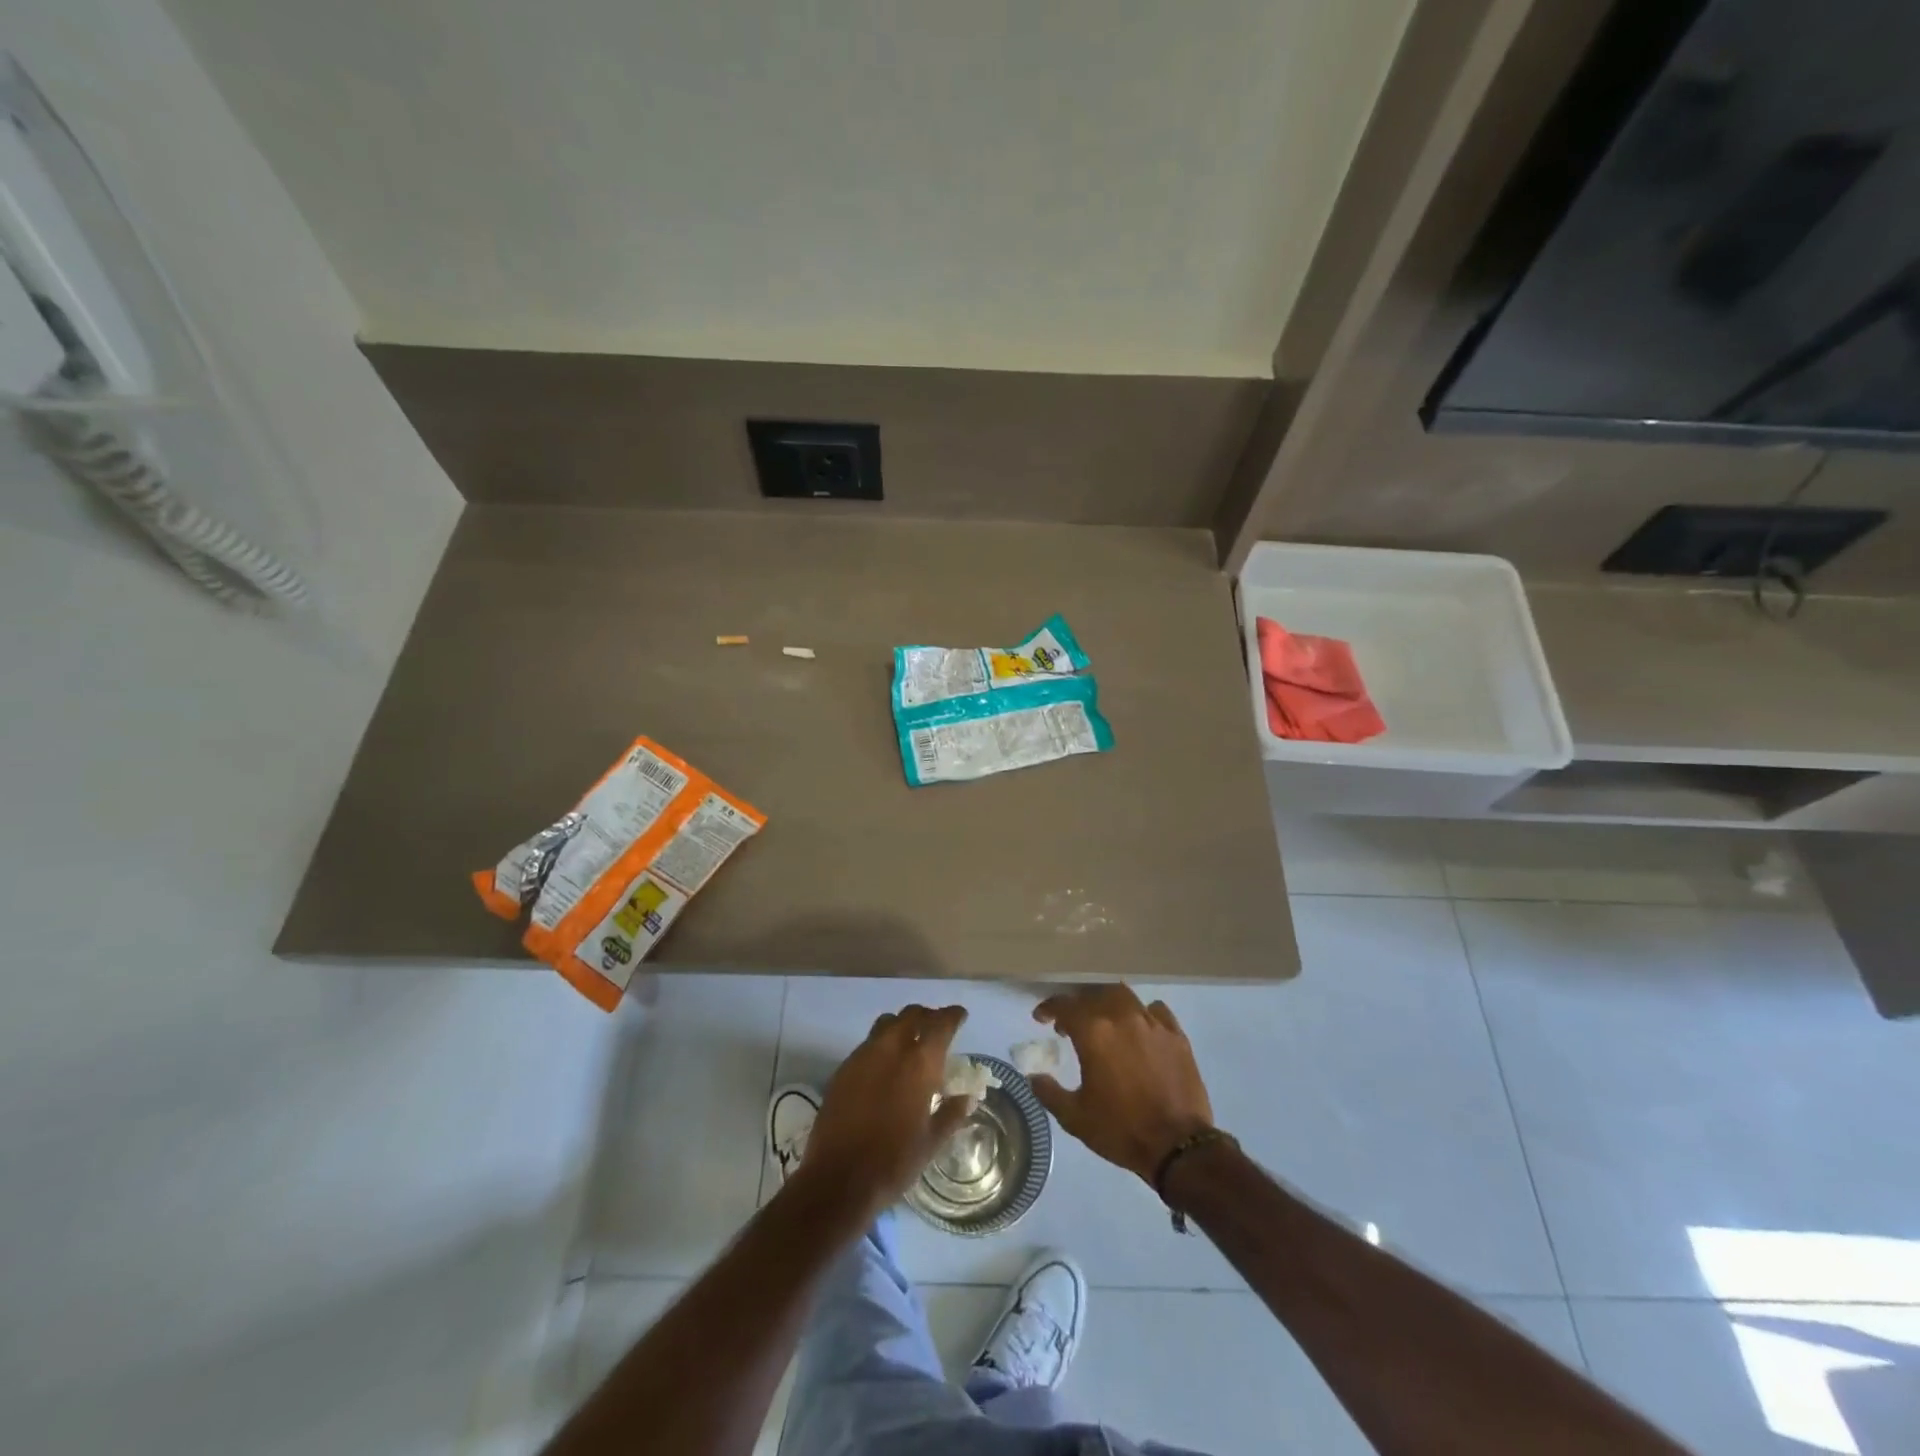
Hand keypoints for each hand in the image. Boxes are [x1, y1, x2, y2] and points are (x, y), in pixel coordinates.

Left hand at [799, 1003, 974, 1219]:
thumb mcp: (931, 1142)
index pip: (941, 1024)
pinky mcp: (843, 1068)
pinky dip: (881, 1045)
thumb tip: (967, 1098)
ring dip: (902, 1025)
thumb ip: (951, 1114)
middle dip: (927, 1016)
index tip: (960, 1016)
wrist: (839, 1179)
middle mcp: (892, 1048)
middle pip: (912, 1014)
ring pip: (887, 1023)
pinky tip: (883, 1067)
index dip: (953, 1015)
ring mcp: (864, 1055)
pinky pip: (867, 1044)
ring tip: (909, 1042)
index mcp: (920, 1063)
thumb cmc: (894, 1162)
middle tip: (936, 1028)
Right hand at [1030, 986, 1214, 1182]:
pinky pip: (1155, 1011)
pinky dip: (1142, 1013)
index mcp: (1094, 1033)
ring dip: (1107, 1003)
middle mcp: (1122, 1017)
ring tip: (1104, 1020)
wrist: (1178, 1146)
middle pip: (1094, 995)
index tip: (1041, 1018)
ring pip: (1124, 996)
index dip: (1049, 1008)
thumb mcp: (1075, 1118)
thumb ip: (1049, 1092)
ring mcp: (1152, 1023)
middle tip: (1071, 1024)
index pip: (1065, 1006)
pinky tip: (1139, 1028)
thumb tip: (1033, 1076)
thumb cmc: (1121, 1130)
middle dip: (1078, 1005)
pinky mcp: (1176, 1035)